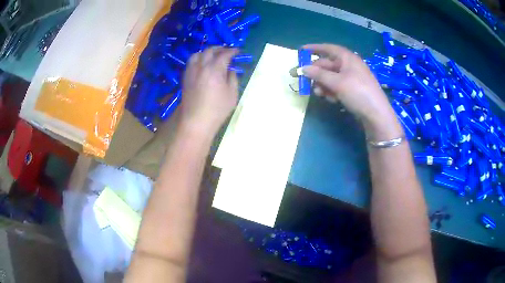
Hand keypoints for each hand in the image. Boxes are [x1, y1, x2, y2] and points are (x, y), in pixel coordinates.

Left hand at [180, 47, 238, 136]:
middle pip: (209, 51)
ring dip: (207, 52)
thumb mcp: (232, 94)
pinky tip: (202, 65)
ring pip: (197, 54)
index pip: (224, 54)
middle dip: (219, 48)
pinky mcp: (185, 78)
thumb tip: (230, 70)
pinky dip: (198, 59)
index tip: (238, 51)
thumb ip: (233, 78)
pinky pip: (191, 62)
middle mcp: (201, 66)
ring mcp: (191, 71)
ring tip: (212, 56)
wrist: (196, 121)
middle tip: (226, 51)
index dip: (232, 51)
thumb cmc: (217, 110)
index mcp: (215, 69)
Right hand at [302, 44, 400, 138]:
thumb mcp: (337, 82)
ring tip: (319, 94)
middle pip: (328, 64)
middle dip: (317, 73)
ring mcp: (352, 78)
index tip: (301, 50)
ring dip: (323, 84)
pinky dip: (332, 91)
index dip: (315, 48)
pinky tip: (331, 99)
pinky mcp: (353, 90)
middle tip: (304, 80)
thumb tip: (303, 68)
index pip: (329, 48)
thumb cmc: (358, 93)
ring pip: (331, 77)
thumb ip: (319, 74)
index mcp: (348, 58)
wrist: (377, 115)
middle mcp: (350, 65)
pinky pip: (338, 86)